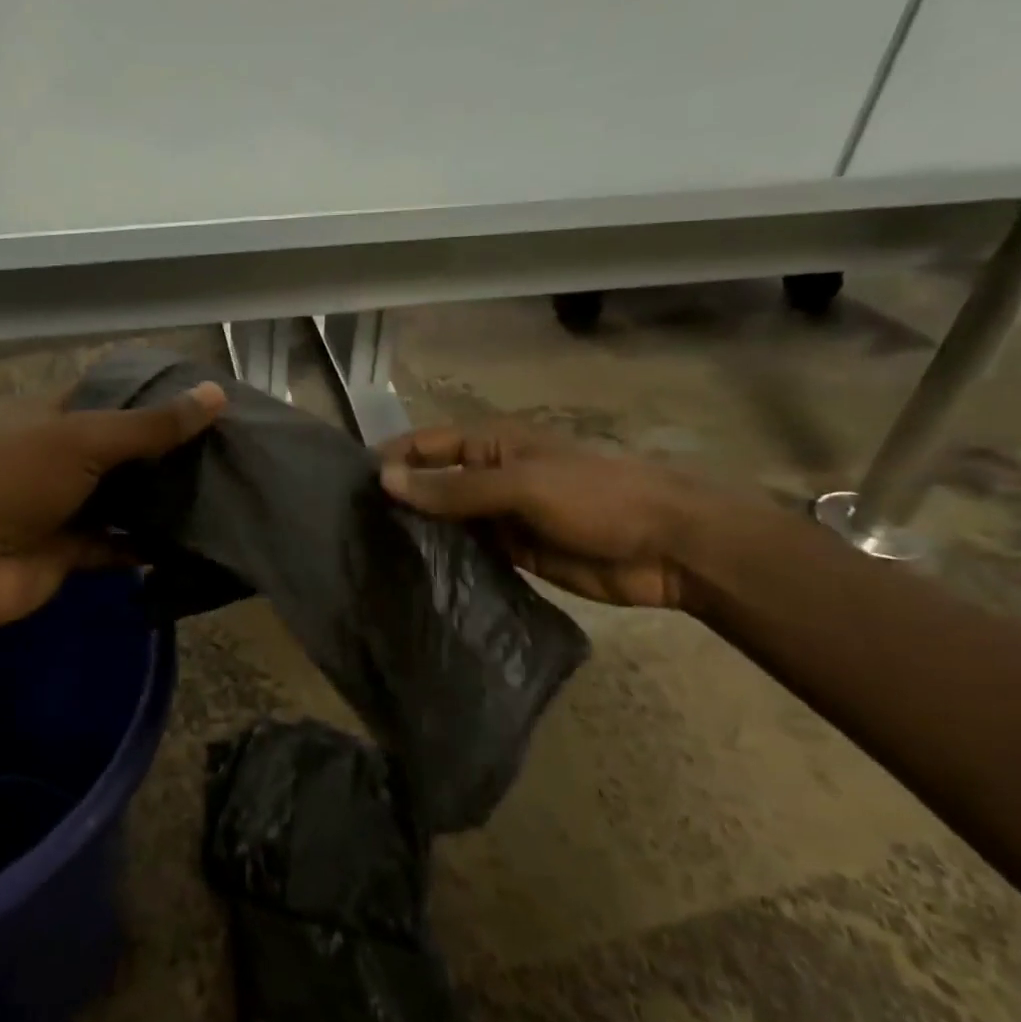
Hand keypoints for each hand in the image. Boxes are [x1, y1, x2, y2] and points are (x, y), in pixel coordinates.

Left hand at [0, 381, 226, 635]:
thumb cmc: (16, 481)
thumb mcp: (85, 439)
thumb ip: (150, 424)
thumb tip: (216, 395)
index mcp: (52, 416)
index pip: (111, 395)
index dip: (155, 394)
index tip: (208, 400)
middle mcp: (58, 456)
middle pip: (121, 449)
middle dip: (166, 450)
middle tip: (227, 448)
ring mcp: (62, 505)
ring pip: (121, 498)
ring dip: (159, 498)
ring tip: (219, 490)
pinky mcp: (68, 550)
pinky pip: (115, 544)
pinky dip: (145, 545)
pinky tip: (189, 540)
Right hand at [378, 423, 723, 608]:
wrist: (670, 547)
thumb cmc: (595, 497)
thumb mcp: (520, 485)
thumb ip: (453, 487)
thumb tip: (384, 481)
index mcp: (490, 444)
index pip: (424, 446)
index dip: (390, 461)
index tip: (349, 489)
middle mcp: (488, 475)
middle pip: (430, 484)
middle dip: (398, 501)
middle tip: (352, 531)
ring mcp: (500, 515)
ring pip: (446, 520)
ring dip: (419, 533)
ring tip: (372, 557)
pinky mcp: (513, 551)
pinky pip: (469, 552)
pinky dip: (446, 560)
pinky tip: (415, 577)